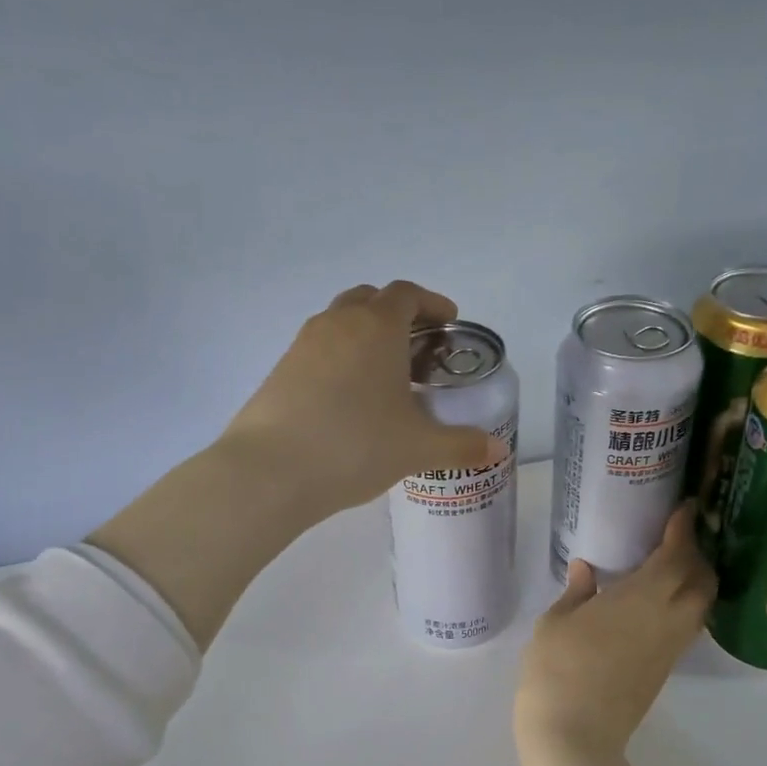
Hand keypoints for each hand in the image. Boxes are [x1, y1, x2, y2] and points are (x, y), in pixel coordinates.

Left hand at [220, 281, 508, 517]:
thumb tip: (496, 450)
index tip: (449, 323)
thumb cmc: (355, 446)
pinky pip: (319, 348)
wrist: (270, 471)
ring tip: (384, 373)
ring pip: (341, 321)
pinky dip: (340, 357)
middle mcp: (338, 323)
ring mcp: (303, 344)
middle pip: (371, 299)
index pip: (407, 294)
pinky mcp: (280, 369)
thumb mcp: (417, 448)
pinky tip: (349, 398)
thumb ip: (460, 445)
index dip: (432, 303)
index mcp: (376, 327)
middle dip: (398, 314)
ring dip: (366, 334)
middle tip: (418, 346)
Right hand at [515, 506, 716, 762]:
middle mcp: (667, 620)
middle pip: (702, 581)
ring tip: (671, 568)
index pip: (677, 555)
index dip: (683, 530)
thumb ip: (576, 591)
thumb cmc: (557, 669)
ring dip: (695, 582)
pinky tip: (657, 603)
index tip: (684, 509)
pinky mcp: (665, 670)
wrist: (575, 735)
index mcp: (642, 598)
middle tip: (675, 539)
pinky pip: (687, 627)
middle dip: (697, 555)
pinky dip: (684, 606)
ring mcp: (670, 648)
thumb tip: (587, 569)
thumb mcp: (555, 622)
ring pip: (700, 607)